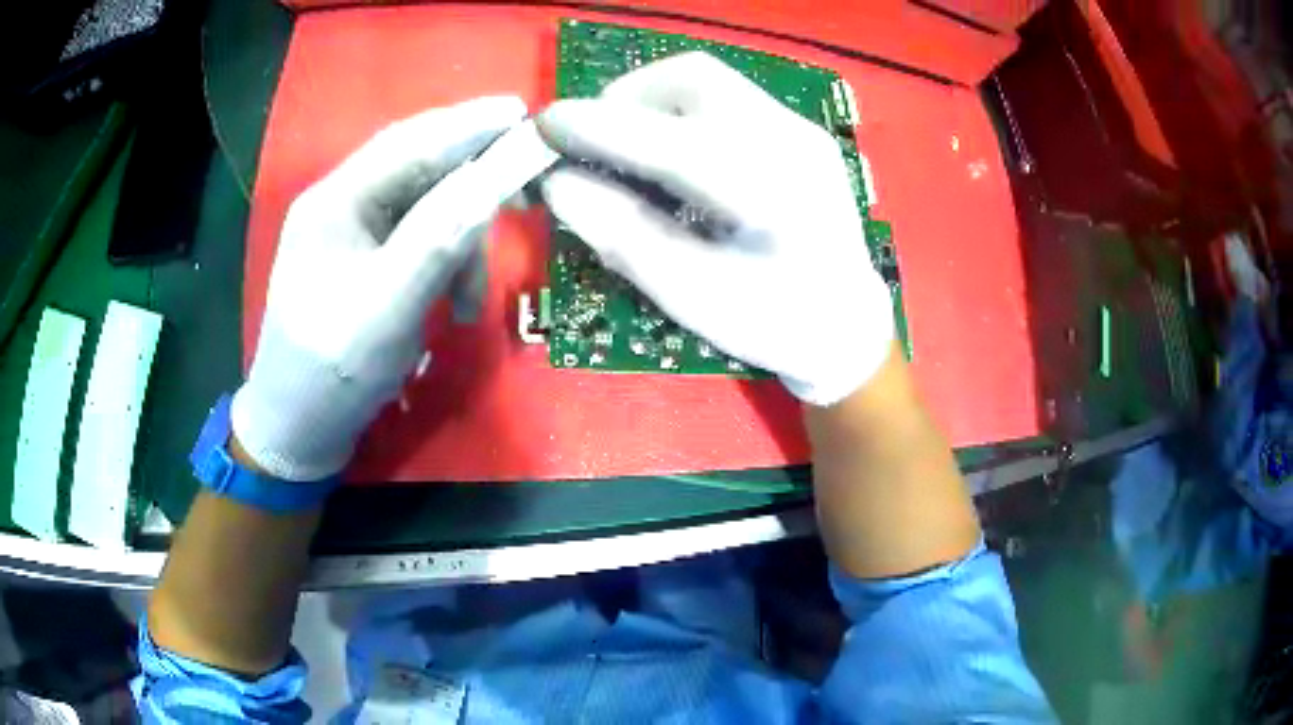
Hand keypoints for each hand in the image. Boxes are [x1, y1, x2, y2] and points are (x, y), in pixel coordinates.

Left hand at [232, 96, 527, 479]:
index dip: (467, 125)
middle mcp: (343, 204)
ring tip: (472, 304)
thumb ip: (438, 238)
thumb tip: (494, 178)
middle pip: (421, 170)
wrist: (298, 430)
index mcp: (334, 201)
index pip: (409, 143)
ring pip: (427, 209)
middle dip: (473, 188)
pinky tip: (456, 304)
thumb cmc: (331, 374)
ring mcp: (355, 233)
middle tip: (527, 197)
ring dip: (461, 245)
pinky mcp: (367, 261)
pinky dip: (447, 265)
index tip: (524, 114)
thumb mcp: (387, 308)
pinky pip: (421, 241)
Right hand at [537, 52, 892, 406]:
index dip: (597, 126)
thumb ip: (623, 234)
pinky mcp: (798, 130)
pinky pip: (726, 97)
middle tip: (594, 140)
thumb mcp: (692, 295)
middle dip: (627, 98)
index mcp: (770, 192)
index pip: (667, 138)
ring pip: (709, 80)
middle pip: (692, 77)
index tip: (543, 128)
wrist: (847, 324)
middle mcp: (790, 140)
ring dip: (652, 100)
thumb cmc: (773, 323)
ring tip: (627, 144)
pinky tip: (671, 151)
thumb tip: (558, 184)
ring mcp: (799, 128)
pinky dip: (680, 110)